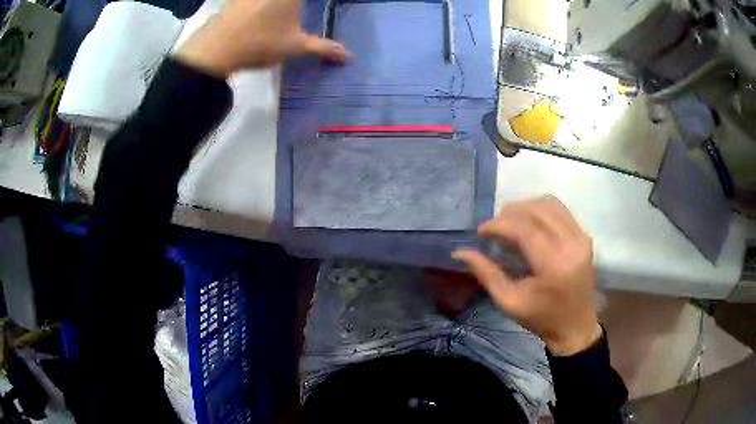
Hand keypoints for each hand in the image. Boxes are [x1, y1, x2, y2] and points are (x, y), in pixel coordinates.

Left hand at [175, 0, 349, 76]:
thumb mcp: (295, 46)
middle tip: (293, 15)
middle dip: (292, 7)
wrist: (215, 50)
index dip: (300, 7)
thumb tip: (349, 56)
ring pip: (272, 1)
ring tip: (280, 16)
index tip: (300, 14)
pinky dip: (258, 5)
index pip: (302, 1)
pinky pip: (251, 1)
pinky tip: (259, 14)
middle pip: (289, 2)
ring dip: (279, 6)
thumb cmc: (260, 43)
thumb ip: (323, 47)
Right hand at [452, 196, 601, 356]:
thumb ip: (486, 273)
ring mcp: (581, 237)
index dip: (499, 224)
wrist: (575, 327)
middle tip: (493, 229)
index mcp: (553, 265)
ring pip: (549, 204)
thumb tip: (459, 252)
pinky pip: (560, 210)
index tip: (481, 232)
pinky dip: (540, 210)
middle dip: (509, 214)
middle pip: (536, 210)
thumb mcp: (508, 302)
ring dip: (525, 208)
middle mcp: (571, 244)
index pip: (524, 228)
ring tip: (510, 225)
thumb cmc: (541, 318)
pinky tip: (529, 225)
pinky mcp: (584, 236)